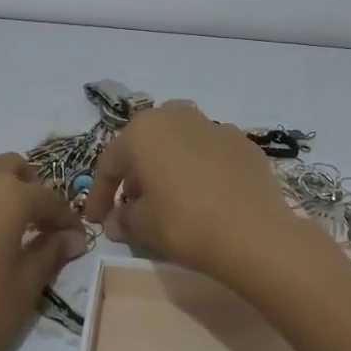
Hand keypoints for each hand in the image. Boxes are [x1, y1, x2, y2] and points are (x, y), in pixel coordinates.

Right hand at [83, 102, 320, 282]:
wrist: (254, 234)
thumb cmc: (184, 223)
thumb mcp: (143, 226)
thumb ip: (124, 218)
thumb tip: (117, 221)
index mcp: (144, 130)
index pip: (111, 162)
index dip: (100, 194)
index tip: (96, 220)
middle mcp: (178, 116)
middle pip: (147, 145)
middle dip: (136, 174)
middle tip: (132, 205)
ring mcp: (216, 126)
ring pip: (180, 145)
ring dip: (169, 168)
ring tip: (169, 200)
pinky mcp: (245, 144)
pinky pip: (211, 155)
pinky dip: (201, 171)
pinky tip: (205, 197)